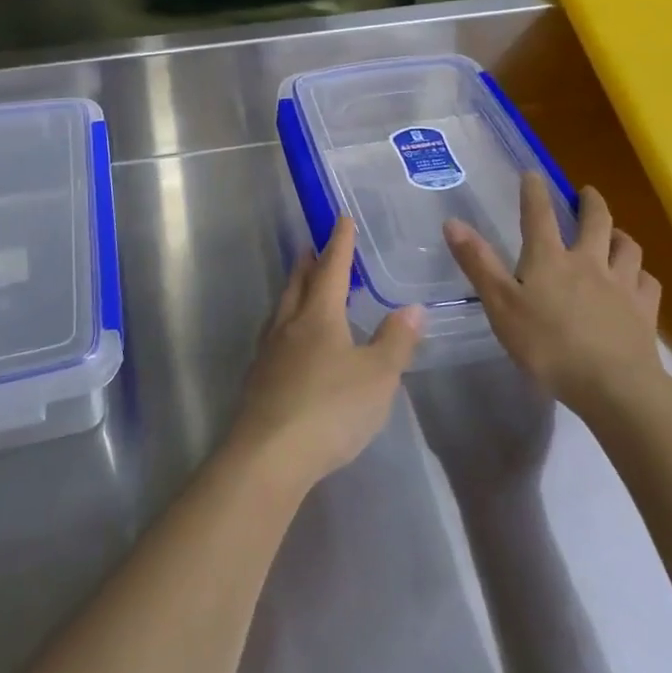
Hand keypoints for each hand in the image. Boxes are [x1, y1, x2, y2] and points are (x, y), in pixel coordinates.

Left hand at [227, 216, 423, 494]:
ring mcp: (269, 351)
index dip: (339, 243)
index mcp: (319, 315)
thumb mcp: (377, 376)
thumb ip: (396, 341)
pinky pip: (274, 335)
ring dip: (293, 290)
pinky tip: (290, 341)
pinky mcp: (259, 378)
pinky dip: (286, 323)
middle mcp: (290, 324)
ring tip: (301, 286)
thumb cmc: (330, 408)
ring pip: (282, 308)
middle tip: (312, 246)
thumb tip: (412, 308)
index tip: (341, 219)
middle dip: (308, 262)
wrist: (269, 453)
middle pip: (298, 283)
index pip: (331, 268)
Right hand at [443, 176, 662, 421]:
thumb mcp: (500, 305)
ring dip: (620, 235)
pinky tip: (639, 280)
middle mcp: (588, 262)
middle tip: (587, 193)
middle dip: (590, 203)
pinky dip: (642, 275)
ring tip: (615, 234)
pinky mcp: (645, 312)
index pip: (538, 214)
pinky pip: (648, 283)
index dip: (533, 191)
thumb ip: (478, 263)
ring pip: (627, 247)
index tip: (532, 173)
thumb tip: (452, 222)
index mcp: (549, 259)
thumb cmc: (548, 346)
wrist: (615, 387)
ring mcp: (622, 285)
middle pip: (595, 221)